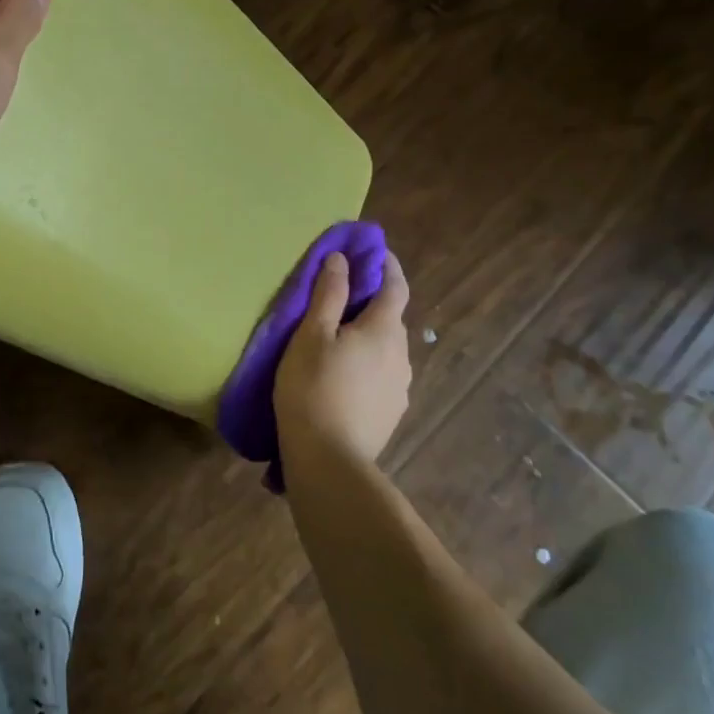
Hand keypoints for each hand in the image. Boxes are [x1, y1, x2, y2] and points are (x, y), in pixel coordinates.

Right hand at [274, 252, 412, 463]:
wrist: (329, 461)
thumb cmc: (313, 388)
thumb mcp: (311, 334)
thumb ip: (328, 294)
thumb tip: (341, 259)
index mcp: (385, 330)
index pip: (396, 286)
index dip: (386, 265)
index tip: (373, 252)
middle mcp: (401, 356)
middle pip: (391, 319)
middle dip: (371, 302)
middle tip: (339, 296)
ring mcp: (399, 388)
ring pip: (386, 349)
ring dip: (367, 337)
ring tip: (336, 340)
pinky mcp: (390, 414)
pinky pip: (381, 376)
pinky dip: (366, 364)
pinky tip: (342, 377)